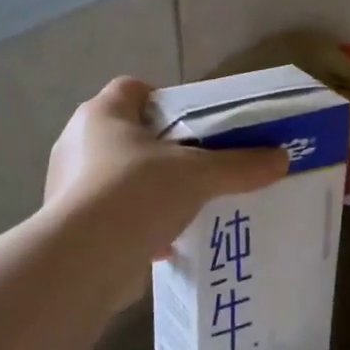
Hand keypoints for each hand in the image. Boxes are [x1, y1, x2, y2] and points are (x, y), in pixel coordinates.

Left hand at [46, 78, 288, 254]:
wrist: (83, 260)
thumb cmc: (136, 193)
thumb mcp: (199, 175)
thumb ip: (239, 165)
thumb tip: (282, 158)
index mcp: (102, 114)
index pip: (132, 88)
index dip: (164, 100)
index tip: (193, 123)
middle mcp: (77, 142)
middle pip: (128, 134)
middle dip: (162, 149)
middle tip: (197, 165)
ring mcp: (67, 184)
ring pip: (118, 176)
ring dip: (149, 189)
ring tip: (185, 205)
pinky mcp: (69, 224)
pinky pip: (111, 213)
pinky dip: (136, 222)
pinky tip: (164, 241)